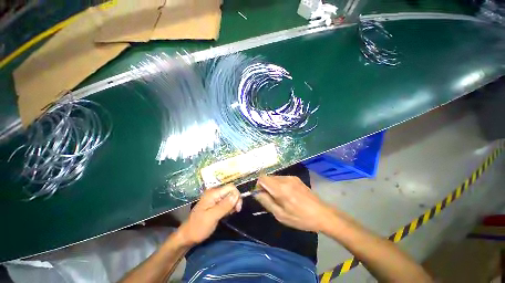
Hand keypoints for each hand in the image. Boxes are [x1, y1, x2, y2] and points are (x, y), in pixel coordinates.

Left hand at [177, 184, 241, 245]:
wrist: (187, 236)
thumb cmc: (198, 227)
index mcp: (213, 193)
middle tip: (235, 212)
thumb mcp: (212, 217)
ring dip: (233, 204)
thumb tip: (236, 195)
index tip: (237, 208)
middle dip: (235, 200)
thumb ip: (225, 205)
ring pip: (230, 196)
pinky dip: (229, 207)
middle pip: (231, 191)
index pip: (231, 187)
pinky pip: (226, 201)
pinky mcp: (215, 203)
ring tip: (229, 214)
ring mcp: (214, 198)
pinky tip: (226, 214)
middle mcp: (214, 192)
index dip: (236, 195)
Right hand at [254, 175, 334, 232]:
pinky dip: (279, 184)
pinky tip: (287, 194)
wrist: (322, 214)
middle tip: (271, 199)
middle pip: (268, 177)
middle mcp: (285, 179)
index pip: (262, 178)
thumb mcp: (281, 215)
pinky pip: (282, 178)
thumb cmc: (300, 218)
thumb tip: (256, 193)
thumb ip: (266, 202)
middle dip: (265, 186)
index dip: (258, 185)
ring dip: (272, 185)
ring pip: (274, 177)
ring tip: (280, 198)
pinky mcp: (296, 178)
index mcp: (280, 188)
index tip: (261, 195)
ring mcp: (291, 177)